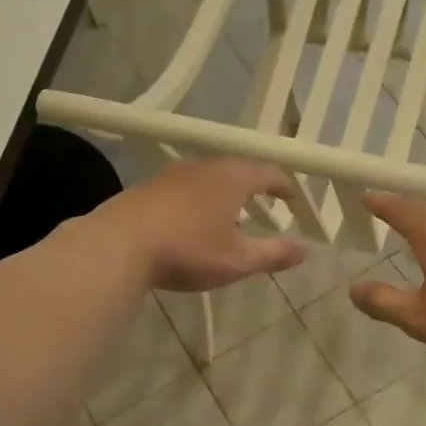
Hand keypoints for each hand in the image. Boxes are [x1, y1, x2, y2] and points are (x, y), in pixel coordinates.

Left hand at [94, 158, 305, 291]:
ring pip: (208, 176)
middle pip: (237, 169)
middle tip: (265, 203)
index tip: (293, 198)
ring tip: (230, 213)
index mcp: (232, 178)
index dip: (284, 185)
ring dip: (224, 192)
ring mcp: (172, 174)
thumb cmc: (188, 250)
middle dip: (254, 186)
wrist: (119, 245)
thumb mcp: (238, 259)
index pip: (267, 172)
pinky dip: (199, 198)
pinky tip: (192, 220)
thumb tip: (306, 249)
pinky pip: (184, 187)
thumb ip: (274, 253)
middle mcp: (204, 166)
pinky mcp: (148, 186)